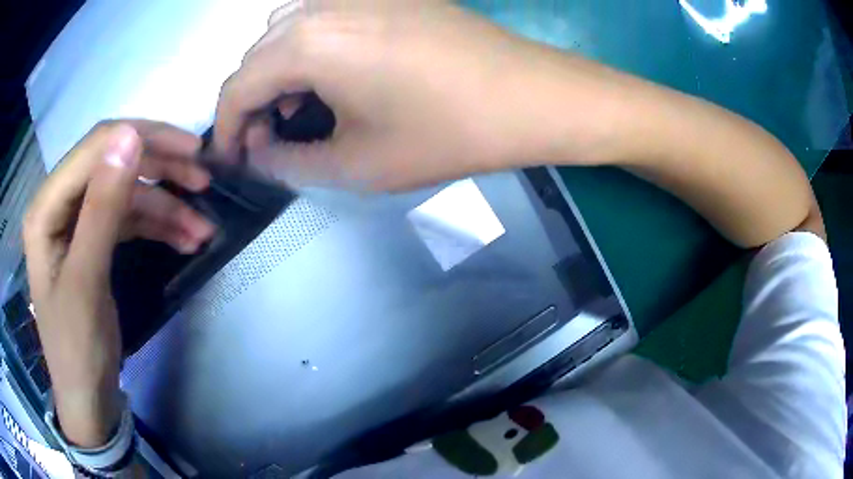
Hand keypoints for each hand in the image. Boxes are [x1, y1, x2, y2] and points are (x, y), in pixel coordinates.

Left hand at [23, 122, 213, 446]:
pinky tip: (185, 240)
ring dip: (166, 207)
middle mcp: (59, 204)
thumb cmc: (77, 348)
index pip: (95, 148)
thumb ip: (101, 208)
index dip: (142, 139)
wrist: (87, 398)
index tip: (191, 152)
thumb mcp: (86, 281)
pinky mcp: (93, 241)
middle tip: (203, 179)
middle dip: (159, 169)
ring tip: (203, 229)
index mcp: (46, 207)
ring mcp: (77, 222)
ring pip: (126, 193)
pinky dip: (158, 226)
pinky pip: (128, 219)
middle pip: (112, 163)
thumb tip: (129, 136)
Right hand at [215, 4, 586, 191]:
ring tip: (296, 111)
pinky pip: (322, 17)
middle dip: (250, 101)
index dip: (227, 129)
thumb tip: (259, 153)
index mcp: (308, 42)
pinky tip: (330, 76)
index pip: (237, 87)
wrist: (528, 94)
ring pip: (286, 31)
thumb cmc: (447, 133)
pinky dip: (309, 49)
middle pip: (257, 54)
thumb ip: (291, 163)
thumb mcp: (358, 164)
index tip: (232, 160)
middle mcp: (322, 5)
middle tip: (267, 141)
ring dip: (277, 72)